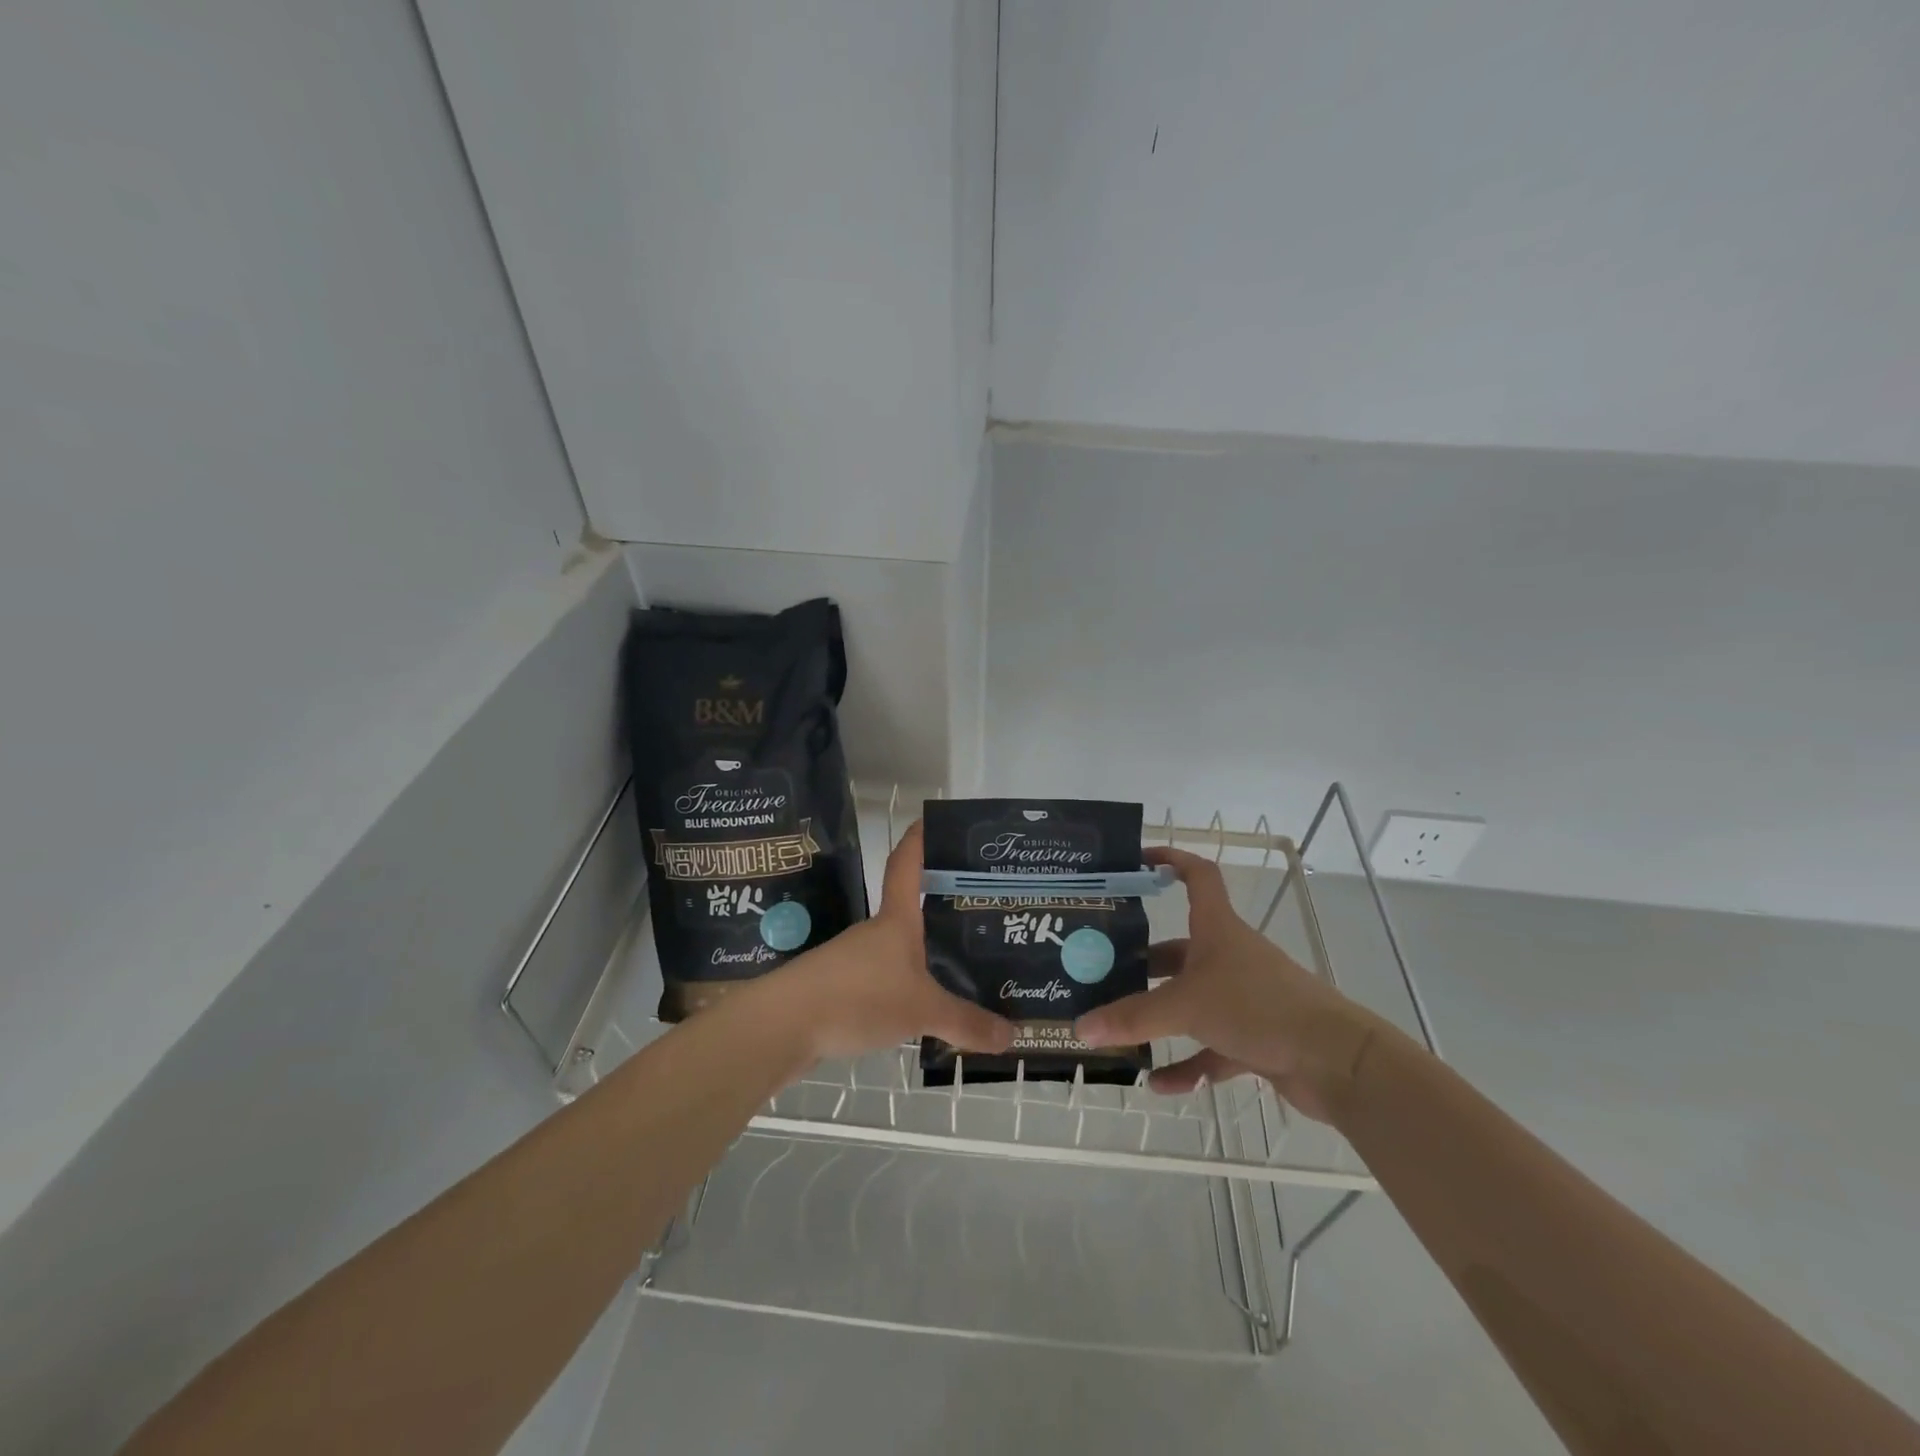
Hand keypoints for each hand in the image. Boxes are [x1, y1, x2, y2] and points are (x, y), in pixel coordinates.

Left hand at [770, 820, 1014, 1063]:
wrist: (783, 1026)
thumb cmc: (857, 997)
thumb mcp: (920, 1011)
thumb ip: (964, 1022)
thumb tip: (1013, 1035)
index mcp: (896, 921)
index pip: (907, 864)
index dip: (919, 840)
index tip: (932, 819)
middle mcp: (875, 932)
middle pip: (909, 909)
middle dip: (940, 908)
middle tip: (980, 913)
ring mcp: (854, 960)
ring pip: (899, 950)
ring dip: (925, 955)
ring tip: (963, 969)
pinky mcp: (841, 989)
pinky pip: (884, 982)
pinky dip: (907, 990)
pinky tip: (925, 1011)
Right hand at [1074, 847, 1379, 1122]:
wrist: (1335, 1061)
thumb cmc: (1258, 1007)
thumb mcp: (1186, 1006)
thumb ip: (1132, 1018)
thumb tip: (1080, 1028)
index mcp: (1217, 930)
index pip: (1197, 877)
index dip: (1171, 860)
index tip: (1138, 860)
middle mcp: (1229, 957)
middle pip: (1180, 949)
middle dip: (1143, 961)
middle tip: (1102, 971)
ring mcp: (1244, 999)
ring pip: (1192, 1001)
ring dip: (1160, 1017)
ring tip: (1119, 1030)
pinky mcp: (1256, 1038)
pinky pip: (1211, 1048)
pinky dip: (1187, 1064)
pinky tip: (1159, 1084)